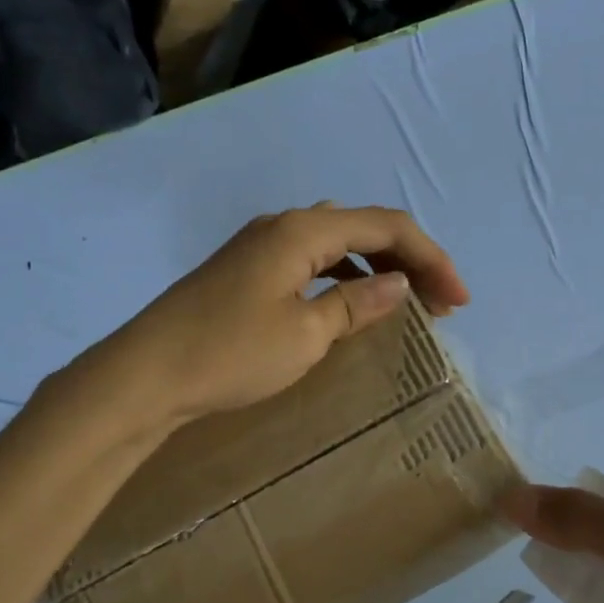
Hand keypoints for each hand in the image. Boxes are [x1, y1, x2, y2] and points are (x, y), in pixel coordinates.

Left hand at [80, 203, 470, 429]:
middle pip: (363, 227)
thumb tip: (399, 283)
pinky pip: (312, 260)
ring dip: (378, 266)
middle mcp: (283, 225)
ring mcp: (260, 246)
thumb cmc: (230, 353)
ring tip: (407, 301)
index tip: (459, 300)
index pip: (386, 227)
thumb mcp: (306, 334)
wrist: (144, 377)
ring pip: (337, 242)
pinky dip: (345, 276)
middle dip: (409, 259)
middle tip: (441, 303)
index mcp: (302, 230)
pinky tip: (352, 302)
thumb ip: (357, 304)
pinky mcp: (246, 271)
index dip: (431, 258)